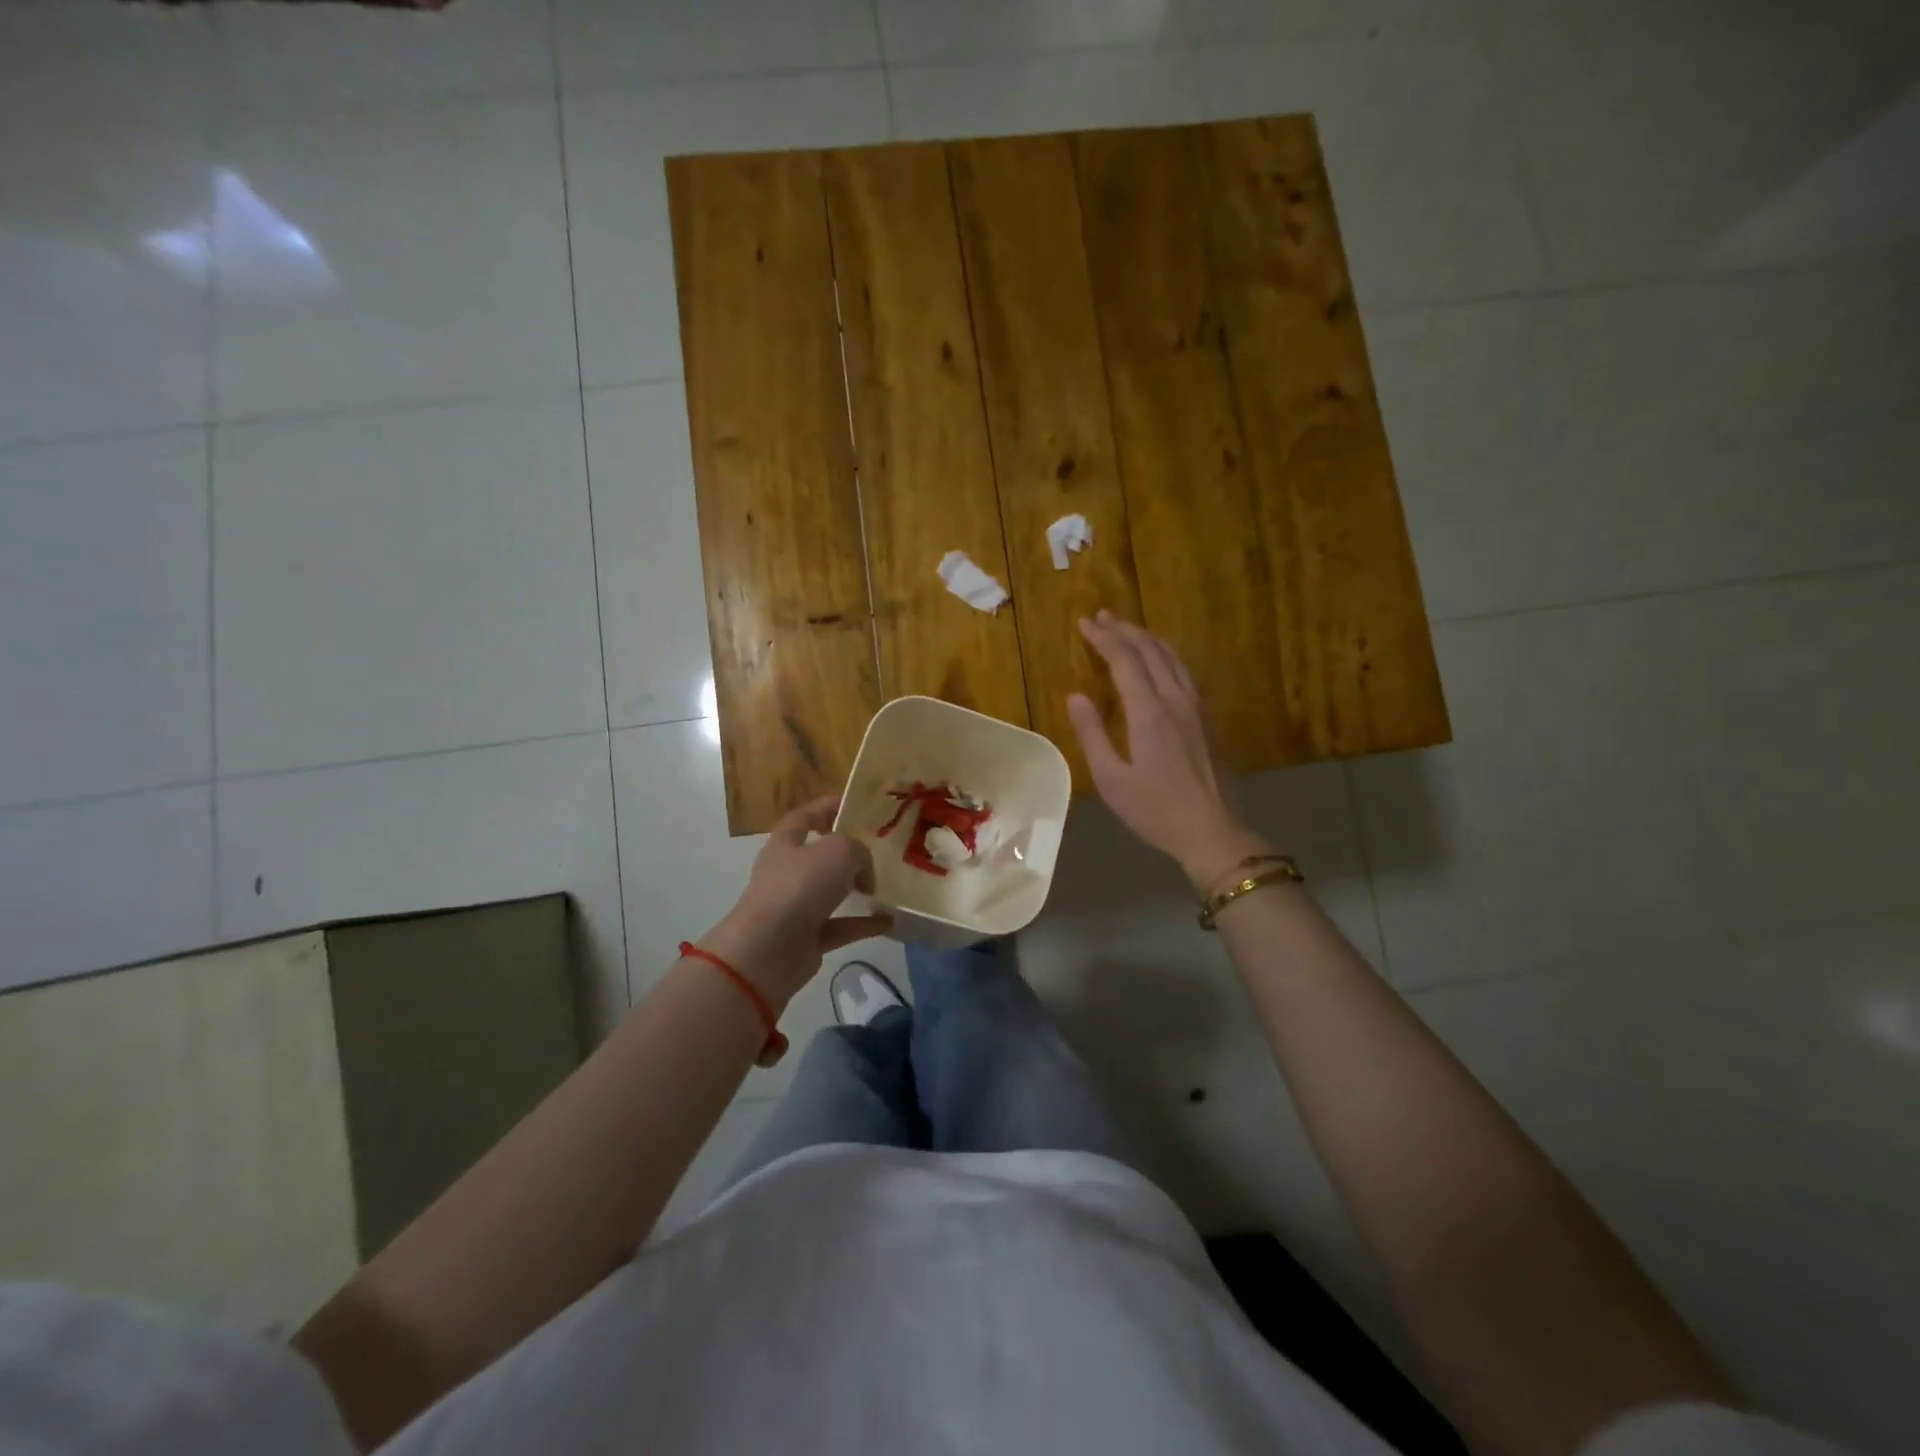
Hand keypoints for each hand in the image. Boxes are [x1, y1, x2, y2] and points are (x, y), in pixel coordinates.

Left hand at [698, 796, 892, 1005]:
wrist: (769, 949)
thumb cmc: (799, 886)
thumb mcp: (838, 851)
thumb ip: (858, 852)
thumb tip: (864, 875)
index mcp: (786, 842)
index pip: (806, 816)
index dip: (827, 806)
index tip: (855, 803)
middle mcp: (788, 872)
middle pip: (820, 855)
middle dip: (847, 851)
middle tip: (880, 847)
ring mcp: (796, 906)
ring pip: (831, 891)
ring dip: (857, 888)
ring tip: (887, 884)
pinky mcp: (807, 938)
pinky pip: (841, 926)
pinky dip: (864, 923)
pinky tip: (890, 920)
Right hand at [1067, 611, 1272, 890]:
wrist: (1213, 831)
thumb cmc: (1155, 810)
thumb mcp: (1111, 778)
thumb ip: (1092, 733)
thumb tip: (1076, 696)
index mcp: (1149, 712)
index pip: (1124, 660)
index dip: (1103, 638)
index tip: (1084, 623)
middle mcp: (1176, 699)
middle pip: (1151, 651)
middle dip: (1124, 630)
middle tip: (1101, 616)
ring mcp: (1197, 707)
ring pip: (1172, 658)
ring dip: (1147, 638)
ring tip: (1127, 628)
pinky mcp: (1208, 718)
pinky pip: (1184, 672)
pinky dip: (1165, 655)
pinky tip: (1159, 660)